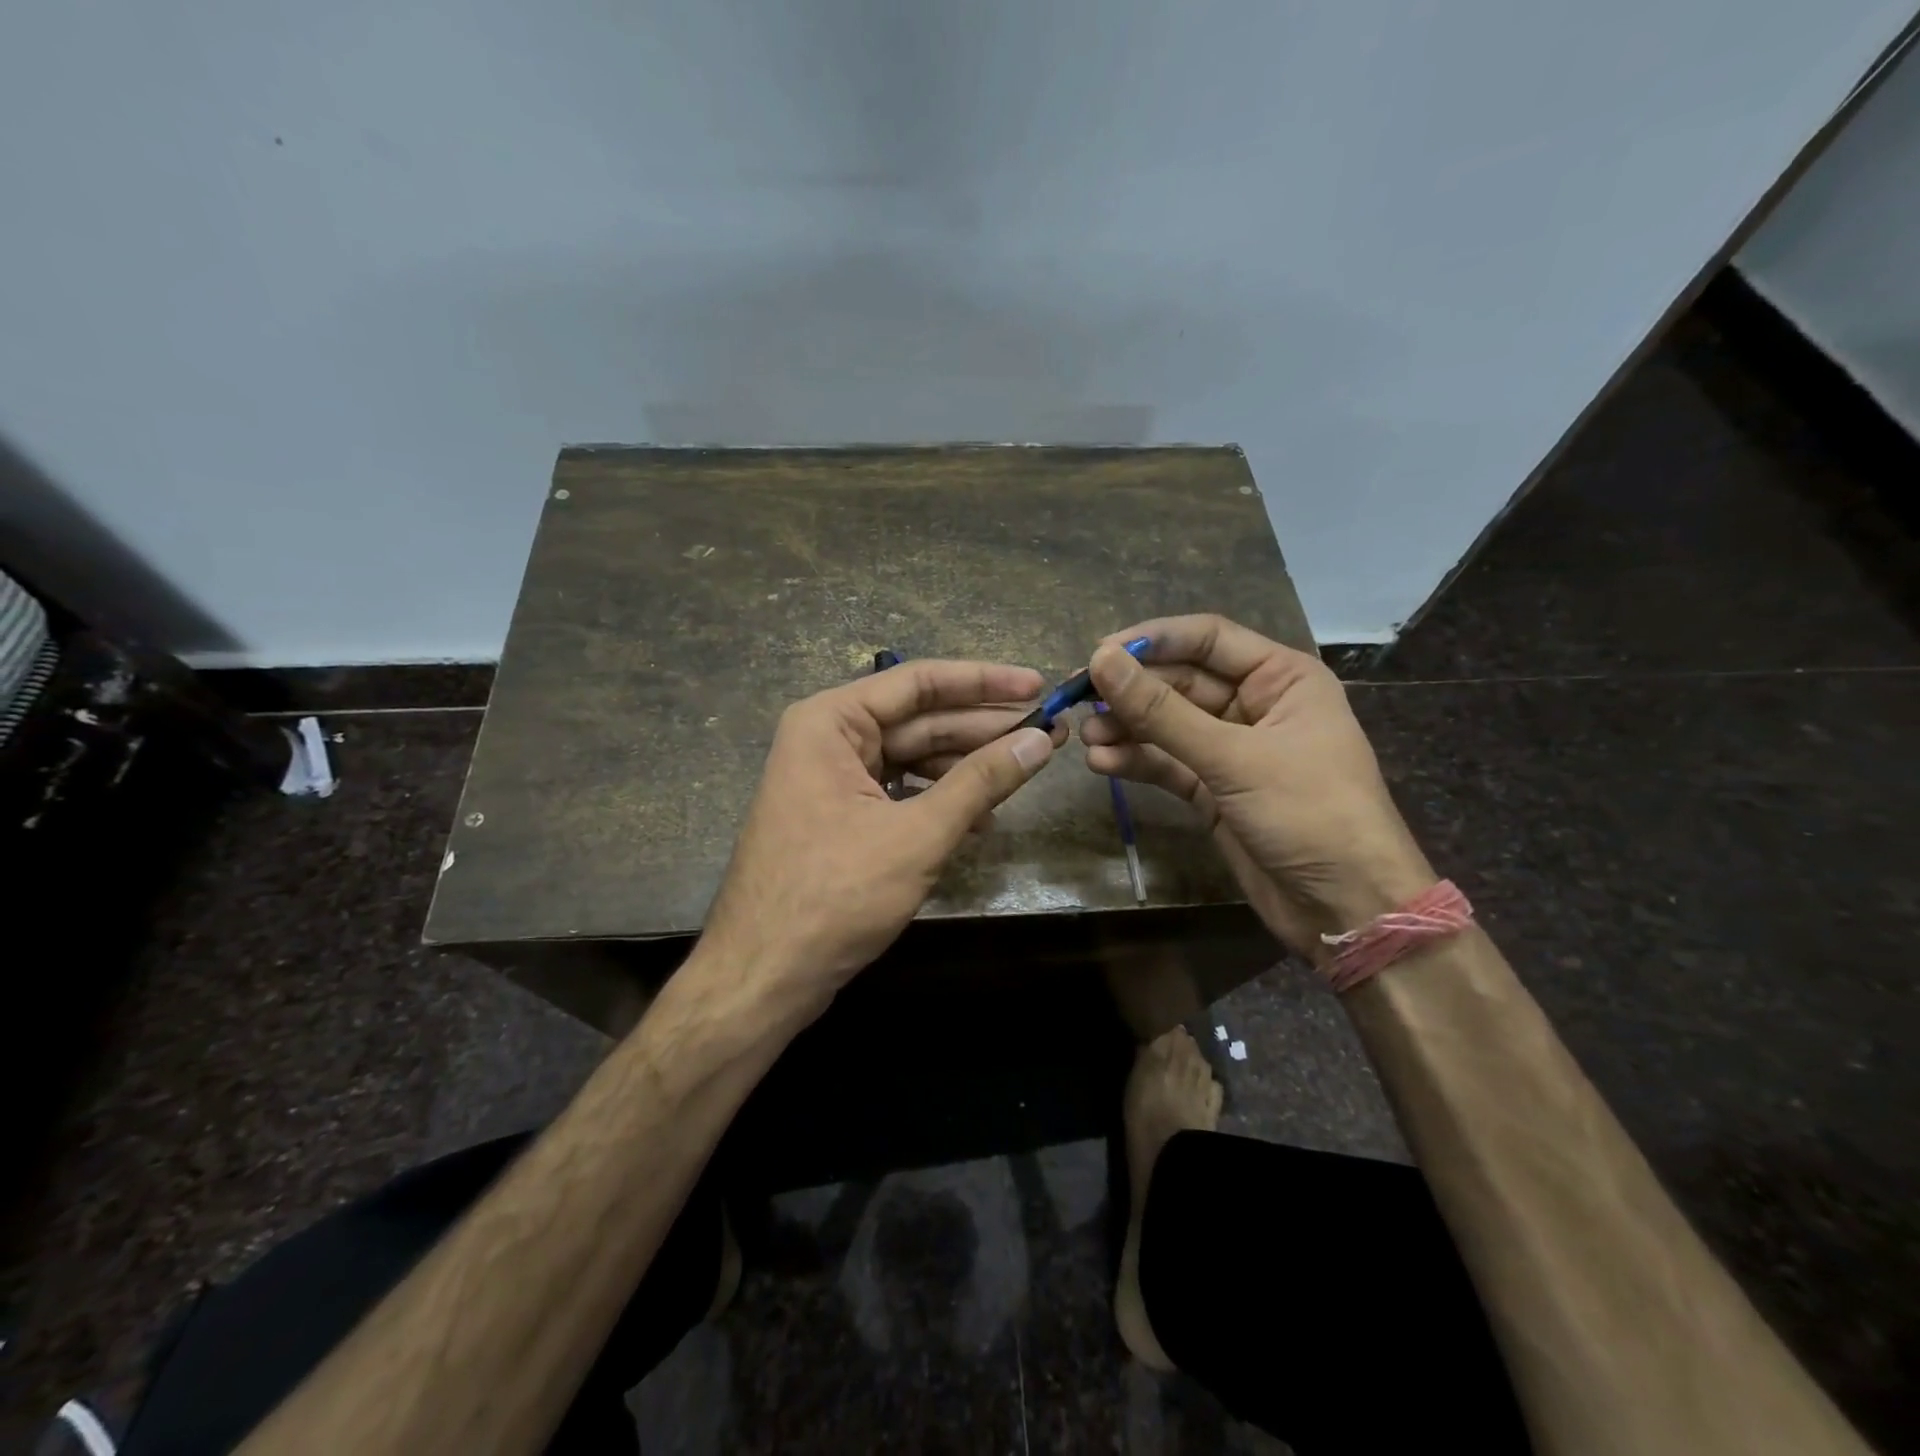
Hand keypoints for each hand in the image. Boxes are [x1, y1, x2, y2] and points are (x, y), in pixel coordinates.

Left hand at [697, 660, 1060, 1008]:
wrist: (764, 976)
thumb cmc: (835, 896)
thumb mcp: (918, 835)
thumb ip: (981, 782)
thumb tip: (1040, 741)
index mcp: (831, 722)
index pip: (919, 682)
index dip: (984, 681)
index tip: (1037, 684)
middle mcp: (828, 738)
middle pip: (919, 719)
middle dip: (983, 729)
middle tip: (1048, 732)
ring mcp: (832, 779)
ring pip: (912, 758)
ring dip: (966, 769)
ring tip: (1023, 774)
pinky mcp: (840, 816)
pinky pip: (899, 792)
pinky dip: (939, 801)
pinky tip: (982, 819)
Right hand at [1080, 614, 1431, 951]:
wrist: (1346, 909)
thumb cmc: (1310, 814)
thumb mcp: (1234, 758)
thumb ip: (1162, 712)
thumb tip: (1101, 661)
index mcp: (1282, 679)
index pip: (1208, 639)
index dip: (1153, 641)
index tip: (1100, 652)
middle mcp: (1256, 706)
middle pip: (1180, 682)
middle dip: (1132, 691)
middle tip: (1078, 699)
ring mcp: (1232, 750)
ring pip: (1168, 725)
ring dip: (1127, 728)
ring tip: (1086, 738)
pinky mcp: (1213, 790)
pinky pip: (1167, 764)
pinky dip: (1136, 762)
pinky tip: (1101, 763)